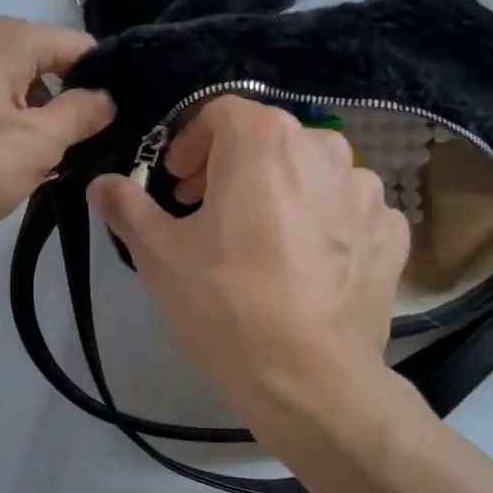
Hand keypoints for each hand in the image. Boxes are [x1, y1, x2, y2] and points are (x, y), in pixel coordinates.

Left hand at [0, 15, 113, 235]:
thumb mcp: (35, 144)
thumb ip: (81, 115)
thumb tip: (108, 96)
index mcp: (11, 38)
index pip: (82, 48)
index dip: (107, 85)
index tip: (121, 125)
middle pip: (48, 69)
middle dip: (68, 110)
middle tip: (79, 156)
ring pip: (17, 93)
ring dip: (34, 127)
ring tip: (39, 170)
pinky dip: (1, 133)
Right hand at [88, 96, 411, 443]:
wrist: (309, 379)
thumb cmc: (225, 305)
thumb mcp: (159, 255)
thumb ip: (127, 207)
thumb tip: (102, 184)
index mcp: (264, 141)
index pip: (220, 113)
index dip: (189, 143)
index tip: (176, 183)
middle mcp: (324, 149)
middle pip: (267, 141)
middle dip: (229, 167)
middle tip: (205, 211)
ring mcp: (367, 192)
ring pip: (310, 175)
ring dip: (279, 194)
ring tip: (259, 241)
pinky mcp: (391, 233)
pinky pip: (346, 211)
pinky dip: (322, 223)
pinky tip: (304, 265)